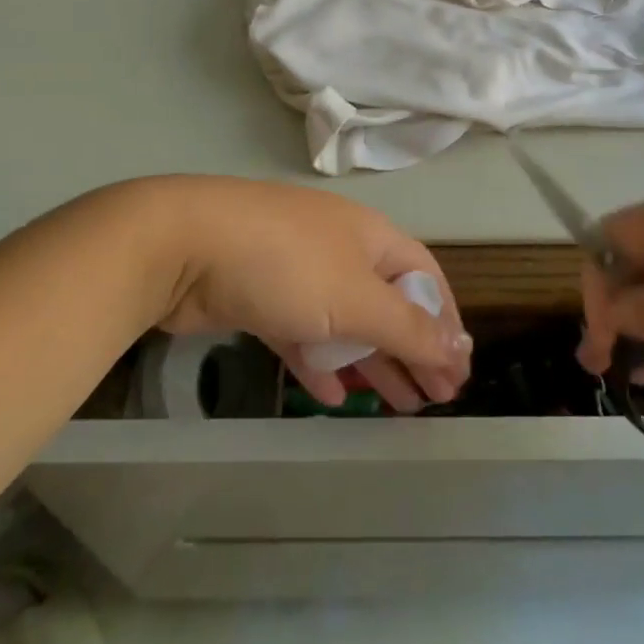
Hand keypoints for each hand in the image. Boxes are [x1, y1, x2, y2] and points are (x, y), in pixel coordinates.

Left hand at [153, 177, 472, 411]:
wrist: (184, 245)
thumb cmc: (286, 265)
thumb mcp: (356, 298)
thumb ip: (408, 327)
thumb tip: (459, 348)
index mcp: (371, 237)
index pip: (424, 277)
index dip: (446, 322)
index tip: (458, 371)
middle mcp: (339, 249)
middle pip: (388, 303)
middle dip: (413, 349)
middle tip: (434, 400)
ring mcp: (297, 272)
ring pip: (346, 322)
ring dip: (372, 362)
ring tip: (397, 406)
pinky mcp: (260, 297)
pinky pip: (303, 333)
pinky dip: (321, 362)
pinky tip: (332, 396)